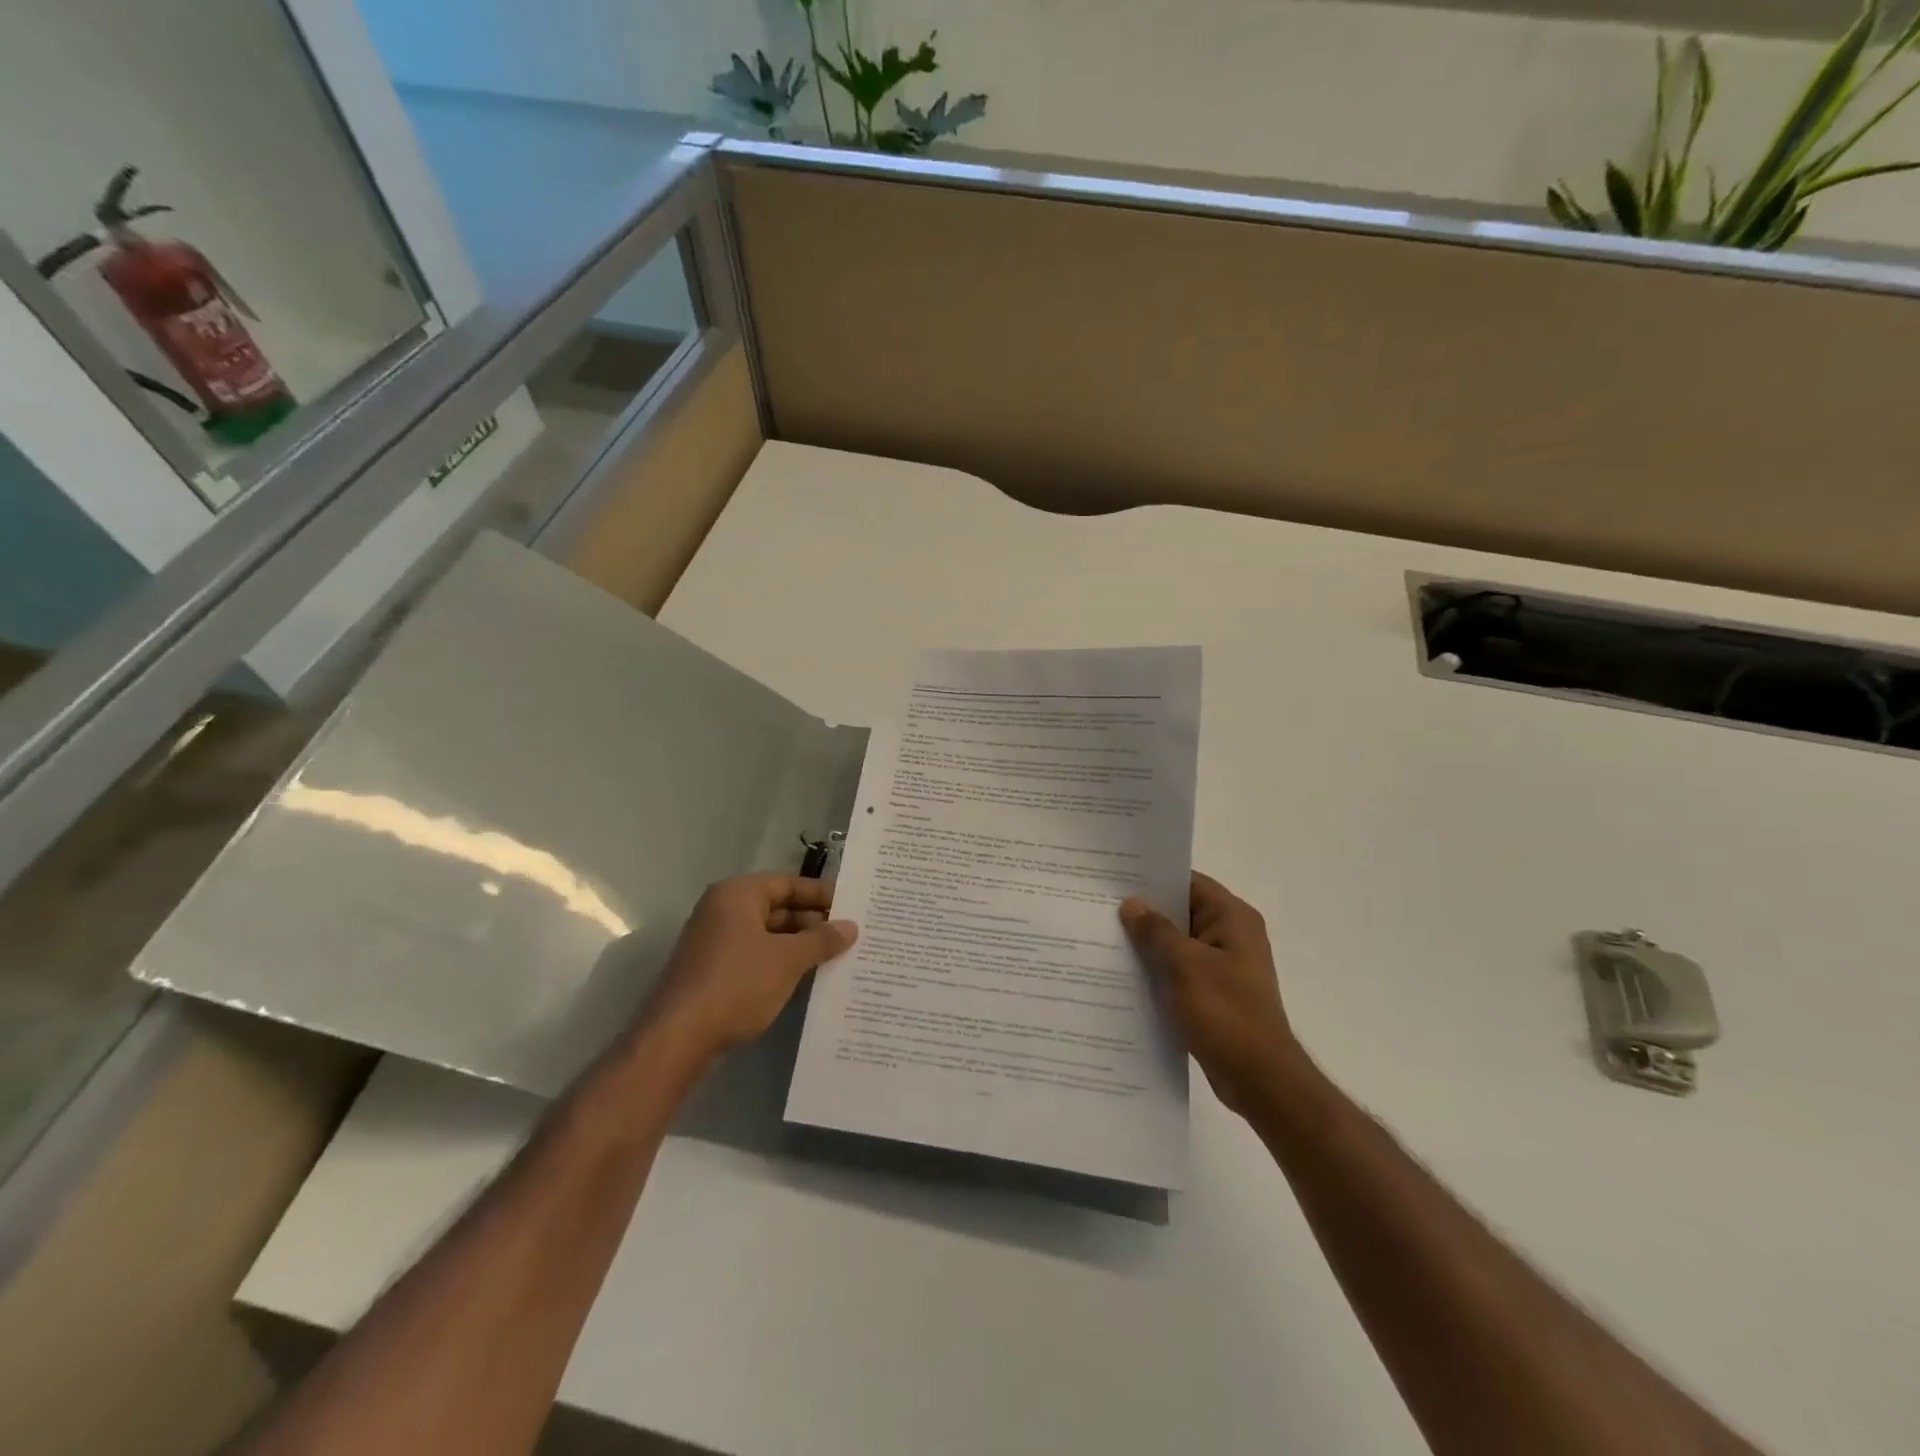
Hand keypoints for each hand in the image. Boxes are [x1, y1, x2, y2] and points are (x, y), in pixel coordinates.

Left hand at [639, 874, 856, 1062]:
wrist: (679, 1038)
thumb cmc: (737, 983)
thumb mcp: (788, 959)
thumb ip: (821, 939)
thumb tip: (850, 927)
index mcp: (738, 894)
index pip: (788, 883)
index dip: (821, 894)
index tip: (852, 906)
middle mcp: (722, 911)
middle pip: (777, 907)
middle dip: (813, 922)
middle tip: (850, 934)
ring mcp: (715, 943)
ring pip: (767, 935)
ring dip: (799, 945)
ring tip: (837, 956)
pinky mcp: (712, 972)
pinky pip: (755, 957)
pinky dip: (780, 963)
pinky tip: (807, 978)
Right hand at [1120, 873, 1301, 1116]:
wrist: (1260, 1079)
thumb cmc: (1225, 1013)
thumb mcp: (1184, 965)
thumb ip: (1155, 931)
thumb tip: (1131, 904)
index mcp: (1233, 918)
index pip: (1188, 882)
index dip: (1153, 878)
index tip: (1115, 878)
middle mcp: (1232, 935)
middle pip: (1181, 912)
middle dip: (1144, 912)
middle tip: (1100, 907)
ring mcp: (1224, 966)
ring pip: (1178, 944)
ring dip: (1148, 944)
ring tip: (1104, 938)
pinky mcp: (1215, 994)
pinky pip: (1180, 971)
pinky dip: (1157, 970)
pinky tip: (1125, 975)